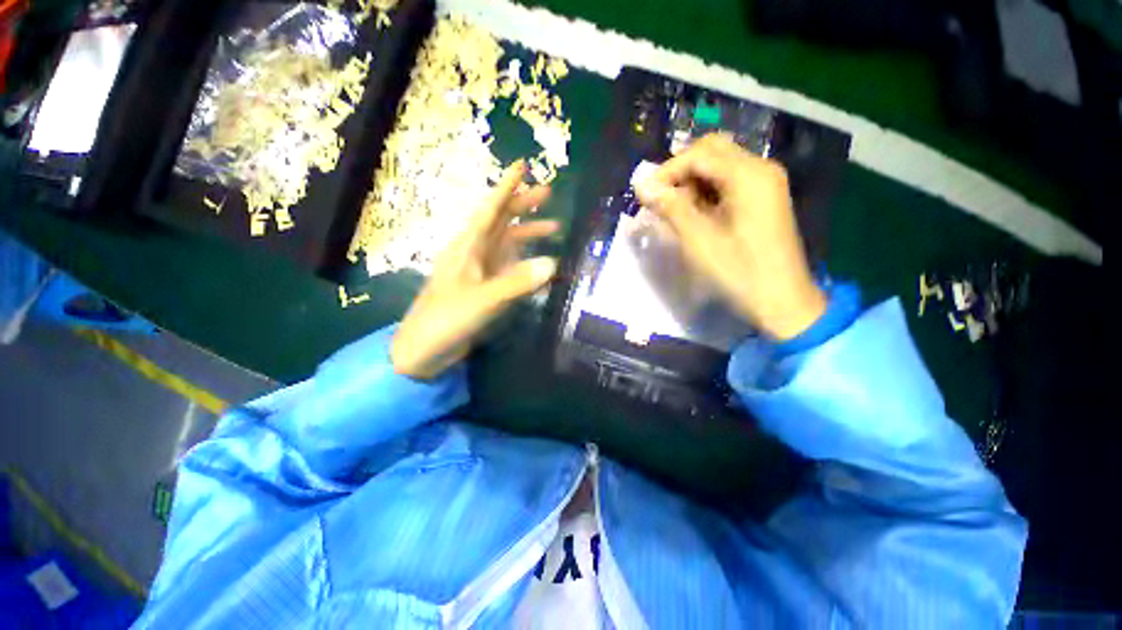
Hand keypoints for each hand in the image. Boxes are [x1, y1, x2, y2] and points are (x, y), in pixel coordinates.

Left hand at [391, 161, 558, 379]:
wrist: (424, 351)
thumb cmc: (446, 320)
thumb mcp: (483, 300)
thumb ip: (517, 283)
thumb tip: (553, 263)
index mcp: (468, 248)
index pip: (491, 210)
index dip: (507, 187)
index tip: (523, 165)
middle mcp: (475, 253)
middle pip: (501, 221)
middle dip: (523, 205)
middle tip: (549, 193)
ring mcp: (481, 272)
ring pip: (508, 244)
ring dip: (529, 234)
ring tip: (554, 227)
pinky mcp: (486, 288)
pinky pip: (510, 268)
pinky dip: (527, 263)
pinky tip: (541, 264)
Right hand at [634, 133, 824, 340]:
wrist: (782, 300)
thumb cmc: (739, 272)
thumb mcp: (699, 240)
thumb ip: (671, 208)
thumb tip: (642, 185)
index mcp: (749, 175)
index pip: (699, 154)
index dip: (667, 171)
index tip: (645, 195)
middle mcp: (761, 170)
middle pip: (712, 152)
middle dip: (680, 172)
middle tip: (659, 199)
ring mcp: (765, 184)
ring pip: (719, 166)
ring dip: (691, 183)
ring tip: (673, 210)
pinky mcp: (763, 198)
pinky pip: (728, 183)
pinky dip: (705, 193)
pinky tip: (694, 214)